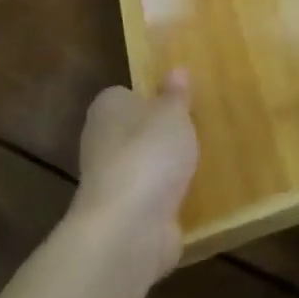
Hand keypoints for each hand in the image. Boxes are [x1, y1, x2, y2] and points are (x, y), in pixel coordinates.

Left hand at [71, 70, 198, 281]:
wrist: (128, 227)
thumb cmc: (149, 154)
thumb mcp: (172, 114)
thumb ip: (176, 94)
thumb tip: (176, 70)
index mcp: (107, 107)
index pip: (125, 95)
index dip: (151, 98)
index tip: (178, 104)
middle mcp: (100, 141)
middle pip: (133, 131)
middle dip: (158, 135)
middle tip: (194, 132)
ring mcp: (108, 181)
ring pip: (140, 166)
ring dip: (162, 169)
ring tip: (198, 164)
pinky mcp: (120, 215)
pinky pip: (147, 198)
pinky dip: (164, 199)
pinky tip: (189, 197)